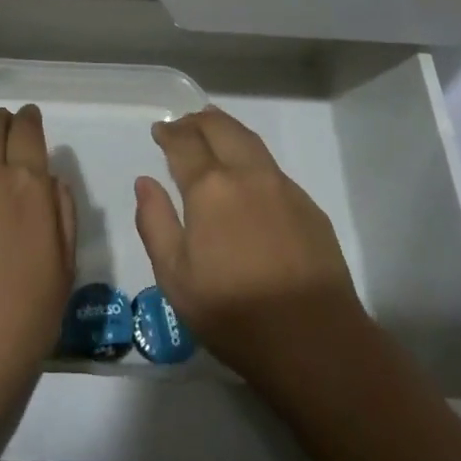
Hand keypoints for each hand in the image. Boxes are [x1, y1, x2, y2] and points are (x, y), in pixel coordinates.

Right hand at [135, 107, 366, 393]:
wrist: (314, 340)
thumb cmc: (234, 313)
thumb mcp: (175, 277)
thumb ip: (155, 222)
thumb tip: (145, 182)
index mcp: (210, 188)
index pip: (184, 143)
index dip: (169, 132)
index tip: (160, 130)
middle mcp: (247, 174)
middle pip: (221, 128)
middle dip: (198, 120)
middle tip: (183, 123)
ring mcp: (282, 187)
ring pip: (250, 140)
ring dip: (227, 129)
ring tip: (213, 130)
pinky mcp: (308, 206)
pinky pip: (272, 167)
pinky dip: (251, 156)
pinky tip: (247, 176)